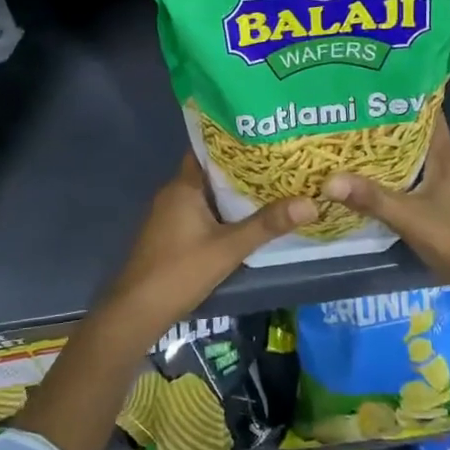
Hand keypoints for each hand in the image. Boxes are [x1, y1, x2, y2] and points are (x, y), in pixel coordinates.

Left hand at [97, 154, 314, 344]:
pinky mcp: (170, 234)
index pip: (208, 150)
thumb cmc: (180, 271)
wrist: (137, 311)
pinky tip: (244, 218)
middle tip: (277, 162)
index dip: (234, 142)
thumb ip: (267, 225)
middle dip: (241, 168)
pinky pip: (199, 211)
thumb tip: (311, 203)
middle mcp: (173, 193)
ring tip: (270, 186)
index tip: (264, 137)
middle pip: (210, 172)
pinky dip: (221, 211)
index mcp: (183, 186)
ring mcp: (169, 215)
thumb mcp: (229, 248)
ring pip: (206, 194)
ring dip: (231, 192)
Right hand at [320, 116, 449, 316]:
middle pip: (421, 135)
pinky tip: (381, 181)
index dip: (405, 98)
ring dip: (396, 152)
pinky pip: (424, 178)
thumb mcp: (410, 219)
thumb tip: (327, 181)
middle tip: (354, 116)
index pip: (429, 114)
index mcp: (448, 157)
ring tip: (359, 145)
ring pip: (422, 158)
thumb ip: (371, 198)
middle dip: (390, 125)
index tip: (374, 89)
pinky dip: (404, 174)